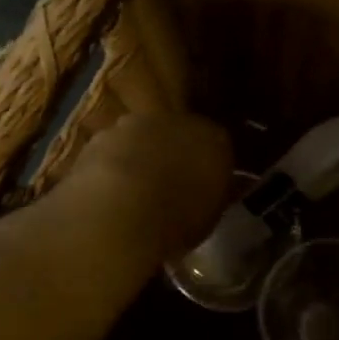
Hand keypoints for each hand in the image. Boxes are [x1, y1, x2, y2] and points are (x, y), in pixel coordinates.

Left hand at [66, 112, 233, 261]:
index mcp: (213, 138)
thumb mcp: (211, 216)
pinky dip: (113, 163)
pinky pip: (114, 149)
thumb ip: (222, 193)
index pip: (218, 145)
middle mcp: (177, 122)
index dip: (211, 165)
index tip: (205, 185)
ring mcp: (137, 124)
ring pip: (144, 138)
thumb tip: (235, 185)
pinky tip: (108, 190)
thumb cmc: (178, 218)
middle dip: (175, 154)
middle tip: (170, 186)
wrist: (118, 210)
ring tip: (135, 190)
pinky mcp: (102, 135)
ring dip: (142, 156)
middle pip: (179, 134)